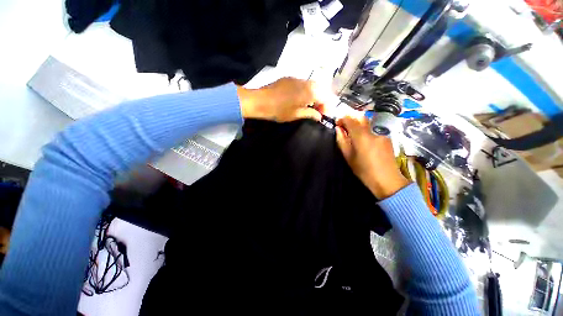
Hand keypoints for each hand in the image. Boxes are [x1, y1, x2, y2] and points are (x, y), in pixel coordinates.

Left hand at [237, 78, 323, 121]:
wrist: (260, 101)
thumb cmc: (278, 111)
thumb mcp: (295, 115)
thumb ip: (310, 114)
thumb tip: (319, 116)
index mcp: (309, 92)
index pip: (326, 97)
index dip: (326, 107)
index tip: (322, 116)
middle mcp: (305, 82)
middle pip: (321, 89)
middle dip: (322, 100)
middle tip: (317, 111)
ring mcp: (297, 78)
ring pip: (312, 85)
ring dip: (314, 95)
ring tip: (309, 106)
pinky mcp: (289, 78)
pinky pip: (303, 83)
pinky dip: (306, 91)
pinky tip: (300, 99)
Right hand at [336, 115, 408, 199]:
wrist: (387, 180)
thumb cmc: (364, 171)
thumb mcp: (348, 157)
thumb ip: (342, 141)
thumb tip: (338, 129)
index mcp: (361, 137)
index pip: (350, 119)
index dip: (342, 119)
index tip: (337, 123)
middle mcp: (373, 131)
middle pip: (361, 117)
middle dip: (351, 119)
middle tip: (344, 126)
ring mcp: (382, 134)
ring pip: (368, 124)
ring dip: (358, 125)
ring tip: (353, 135)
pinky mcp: (387, 138)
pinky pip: (373, 130)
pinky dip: (366, 131)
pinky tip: (365, 142)